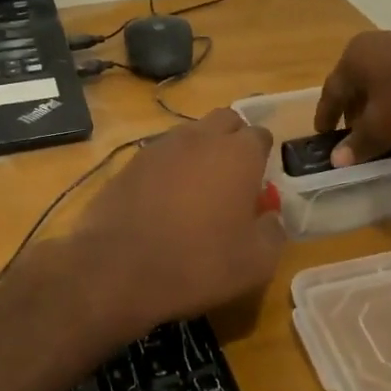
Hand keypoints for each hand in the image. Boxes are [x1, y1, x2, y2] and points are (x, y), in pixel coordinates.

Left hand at [59, 109, 285, 340]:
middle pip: (226, 121)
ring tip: (197, 192)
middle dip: (233, 141)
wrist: (117, 269)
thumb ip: (273, 232)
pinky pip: (161, 155)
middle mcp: (201, 138)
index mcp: (238, 154)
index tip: (260, 185)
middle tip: (233, 179)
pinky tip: (165, 202)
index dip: (263, 158)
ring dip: (201, 152)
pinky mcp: (130, 163)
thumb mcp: (256, 263)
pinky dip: (170, 169)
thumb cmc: (198, 263)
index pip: (260, 135)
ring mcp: (161, 146)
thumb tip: (270, 218)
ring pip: (191, 135)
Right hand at [315, 26, 390, 165]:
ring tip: (388, 129)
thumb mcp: (384, 126)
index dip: (326, 116)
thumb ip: (359, 142)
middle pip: (358, 82)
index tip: (323, 136)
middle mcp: (378, 42)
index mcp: (355, 57)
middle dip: (355, 111)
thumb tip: (336, 158)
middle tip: (356, 136)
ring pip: (385, 79)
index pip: (331, 90)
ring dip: (382, 105)